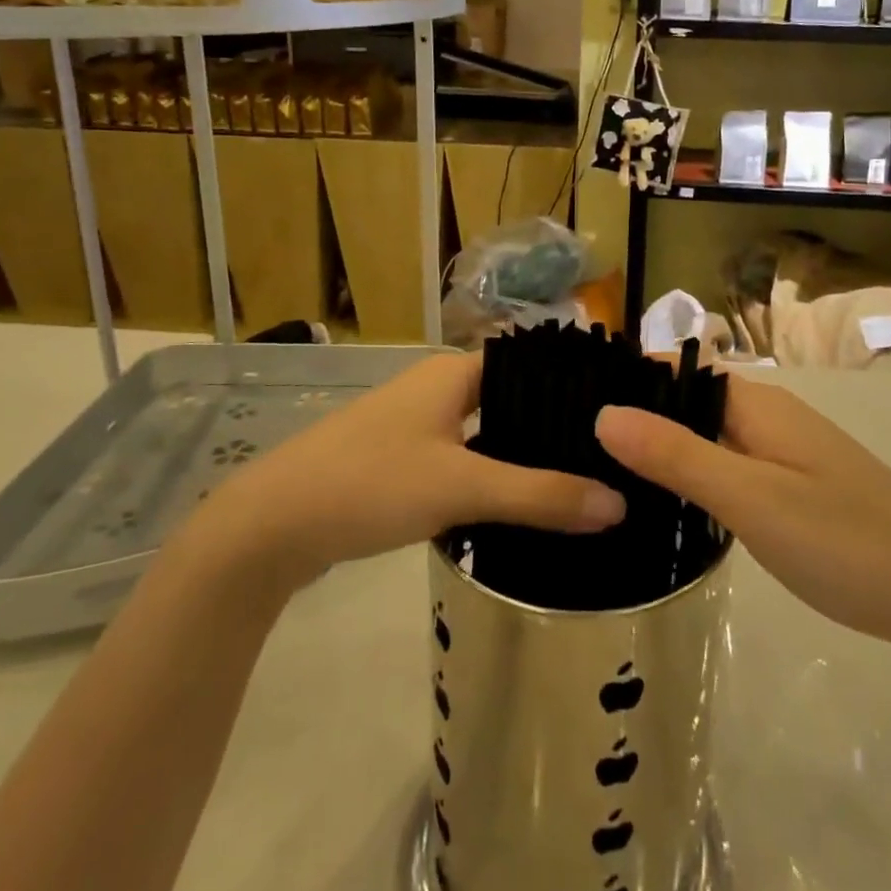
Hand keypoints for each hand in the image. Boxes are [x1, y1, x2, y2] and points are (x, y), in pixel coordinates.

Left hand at [197, 352, 626, 591]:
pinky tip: (518, 507)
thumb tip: (619, 504)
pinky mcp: (399, 461)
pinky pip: (461, 460)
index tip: (619, 417)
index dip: (573, 387)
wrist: (271, 525)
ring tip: (578, 482)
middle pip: (511, 401)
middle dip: (553, 428)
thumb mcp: (462, 488)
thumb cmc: (371, 483)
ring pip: (486, 433)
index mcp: (454, 373)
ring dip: (522, 456)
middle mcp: (436, 388)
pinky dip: (490, 477)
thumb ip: (540, 496)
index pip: (531, 366)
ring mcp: (414, 424)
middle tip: (609, 459)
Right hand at [596, 379, 890, 672]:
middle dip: (638, 419)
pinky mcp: (797, 488)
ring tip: (605, 478)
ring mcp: (787, 453)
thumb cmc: (847, 542)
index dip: (627, 380)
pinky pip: (731, 466)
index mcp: (758, 404)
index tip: (567, 403)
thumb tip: (603, 411)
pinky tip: (671, 506)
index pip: (677, 371)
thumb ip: (677, 455)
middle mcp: (771, 416)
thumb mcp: (751, 500)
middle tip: (574, 451)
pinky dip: (696, 476)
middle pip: (690, 402)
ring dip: (665, 450)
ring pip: (709, 437)